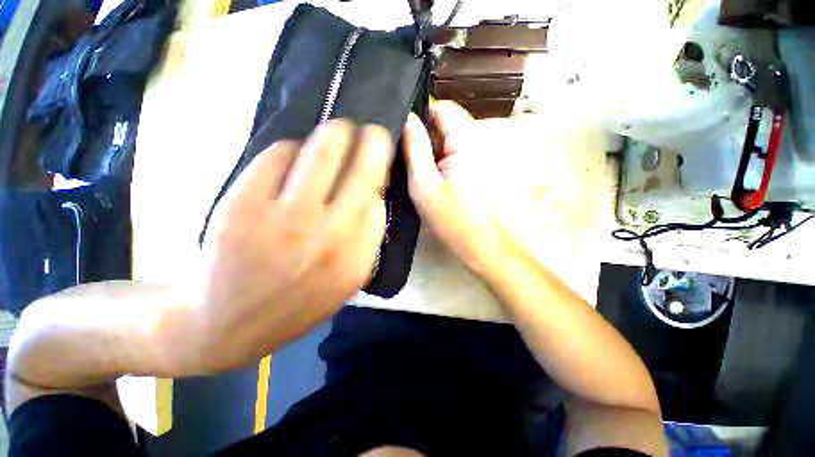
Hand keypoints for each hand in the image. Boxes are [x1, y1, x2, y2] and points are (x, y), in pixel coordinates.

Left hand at [188, 120, 390, 370]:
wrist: (223, 327)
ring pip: (324, 149)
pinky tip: (291, 157)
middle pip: (364, 166)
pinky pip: (279, 154)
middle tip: (370, 131)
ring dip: (335, 134)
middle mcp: (330, 235)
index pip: (381, 200)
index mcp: (356, 259)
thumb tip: (373, 193)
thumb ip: (366, 240)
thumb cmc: (293, 304)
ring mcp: (286, 218)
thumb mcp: (344, 283)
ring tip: (336, 132)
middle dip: (372, 140)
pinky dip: (290, 149)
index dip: (380, 178)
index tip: (377, 169)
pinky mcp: (243, 203)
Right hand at [402, 101, 510, 271]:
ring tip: (424, 172)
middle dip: (428, 135)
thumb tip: (407, 118)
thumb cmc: (451, 219)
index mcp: (467, 143)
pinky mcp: (484, 168)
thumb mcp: (423, 184)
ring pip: (454, 139)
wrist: (483, 245)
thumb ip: (415, 148)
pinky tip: (437, 179)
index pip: (444, 108)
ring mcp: (485, 155)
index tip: (406, 136)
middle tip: (412, 160)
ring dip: (436, 149)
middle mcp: (480, 142)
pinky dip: (445, 160)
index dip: (423, 115)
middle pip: (450, 123)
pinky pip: (460, 153)